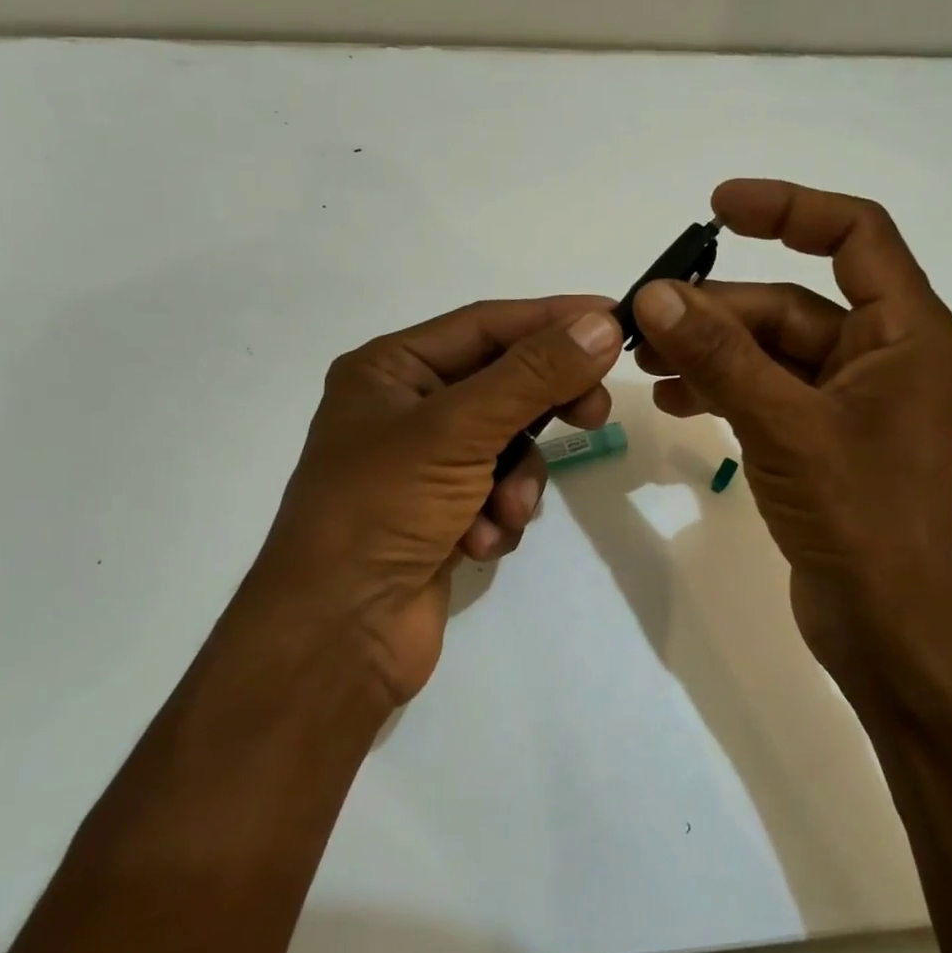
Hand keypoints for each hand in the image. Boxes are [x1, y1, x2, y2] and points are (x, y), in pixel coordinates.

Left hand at [249, 297, 622, 706]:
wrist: (338, 634)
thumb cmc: (384, 509)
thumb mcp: (459, 429)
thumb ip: (533, 375)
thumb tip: (599, 324)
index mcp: (391, 369)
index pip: (487, 324)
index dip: (552, 319)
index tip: (613, 317)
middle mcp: (405, 409)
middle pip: (503, 384)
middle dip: (546, 405)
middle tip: (595, 412)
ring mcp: (424, 466)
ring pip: (508, 446)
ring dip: (517, 480)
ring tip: (505, 511)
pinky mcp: (442, 514)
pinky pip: (497, 493)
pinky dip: (499, 517)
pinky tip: (478, 545)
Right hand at [632, 180, 951, 697]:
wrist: (887, 627)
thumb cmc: (859, 518)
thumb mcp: (784, 424)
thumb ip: (720, 357)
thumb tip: (655, 295)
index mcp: (906, 333)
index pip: (855, 234)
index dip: (789, 208)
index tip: (717, 207)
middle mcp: (884, 357)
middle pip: (791, 304)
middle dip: (718, 310)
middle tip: (642, 320)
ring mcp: (851, 403)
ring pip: (771, 352)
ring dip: (711, 351)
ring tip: (644, 362)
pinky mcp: (822, 441)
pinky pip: (766, 394)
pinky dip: (722, 390)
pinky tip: (673, 400)